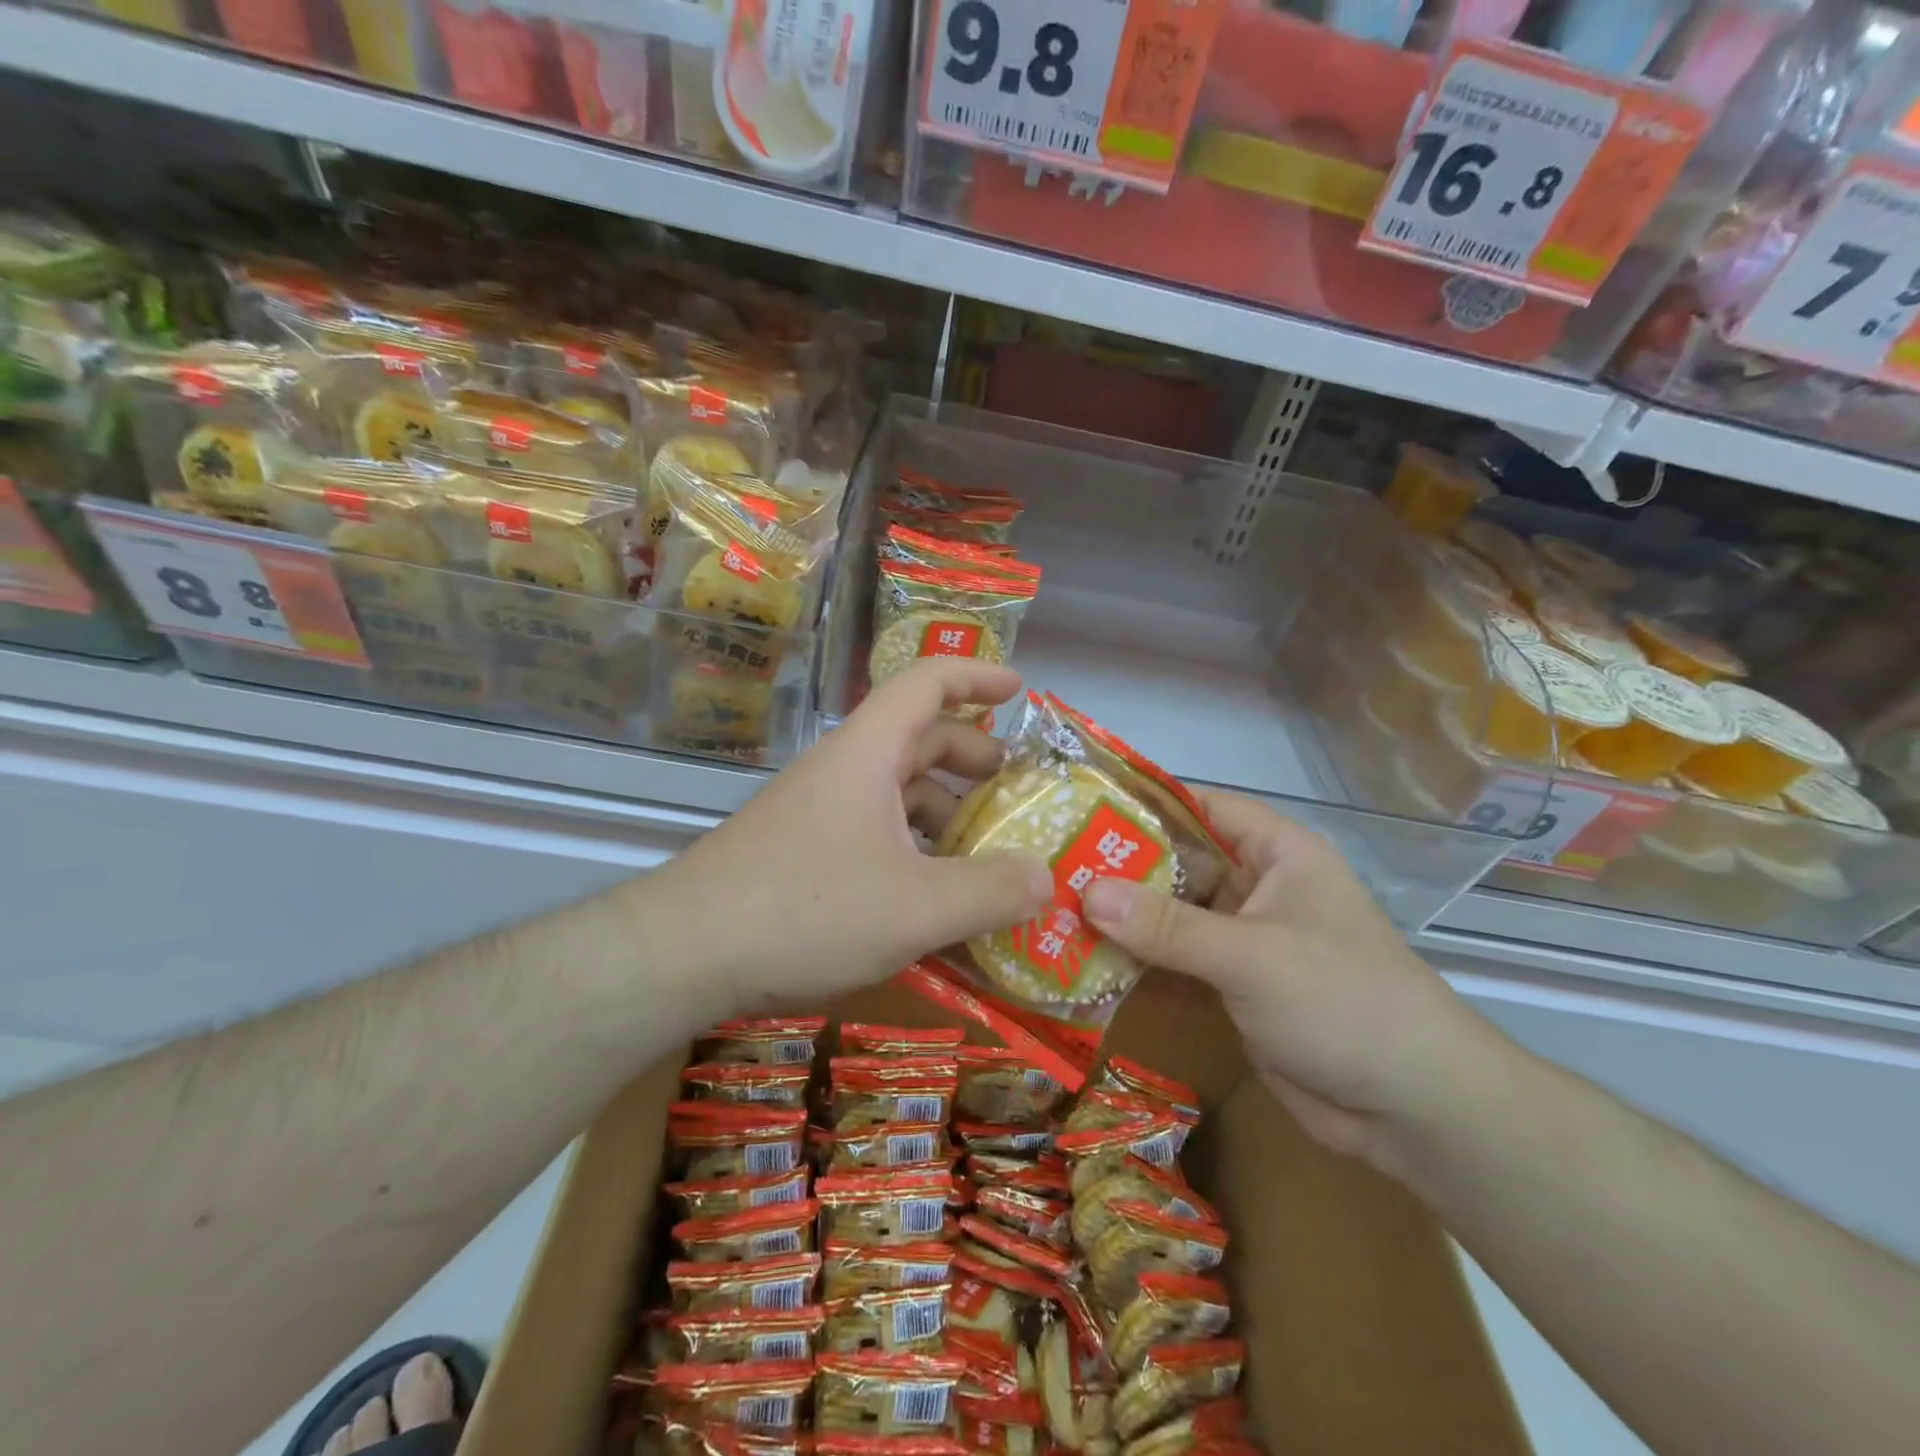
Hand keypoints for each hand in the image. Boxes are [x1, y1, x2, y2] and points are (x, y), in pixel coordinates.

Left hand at [660, 658, 1053, 1015]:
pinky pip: (876, 832)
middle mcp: (844, 771)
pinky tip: (934, 895)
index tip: (1020, 691)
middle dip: (973, 758)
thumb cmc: (806, 910)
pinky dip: (915, 849)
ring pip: (897, 791)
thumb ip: (990, 892)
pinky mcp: (804, 851)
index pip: (927, 683)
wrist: (684, 953)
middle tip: (1016, 792)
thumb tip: (1048, 878)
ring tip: (987, 852)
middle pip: (919, 739)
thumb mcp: (916, 908)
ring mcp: (820, 811)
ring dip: (946, 811)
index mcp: (869, 753)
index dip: (977, 677)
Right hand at [1082, 791, 1505, 1178]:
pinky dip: (1138, 964)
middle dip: (1118, 869)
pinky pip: (1175, 962)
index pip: (1199, 807)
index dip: (1142, 803)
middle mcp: (1256, 886)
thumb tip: (1086, 892)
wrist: (1412, 1110)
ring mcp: (1243, 938)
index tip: (1078, 808)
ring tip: (1052, 914)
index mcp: (1276, 853)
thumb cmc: (1342, 1002)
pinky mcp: (1232, 985)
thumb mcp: (1252, 956)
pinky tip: (1085, 966)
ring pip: (1170, 916)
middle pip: (1176, 863)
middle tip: (1048, 868)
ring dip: (1122, 921)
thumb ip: (1169, 926)